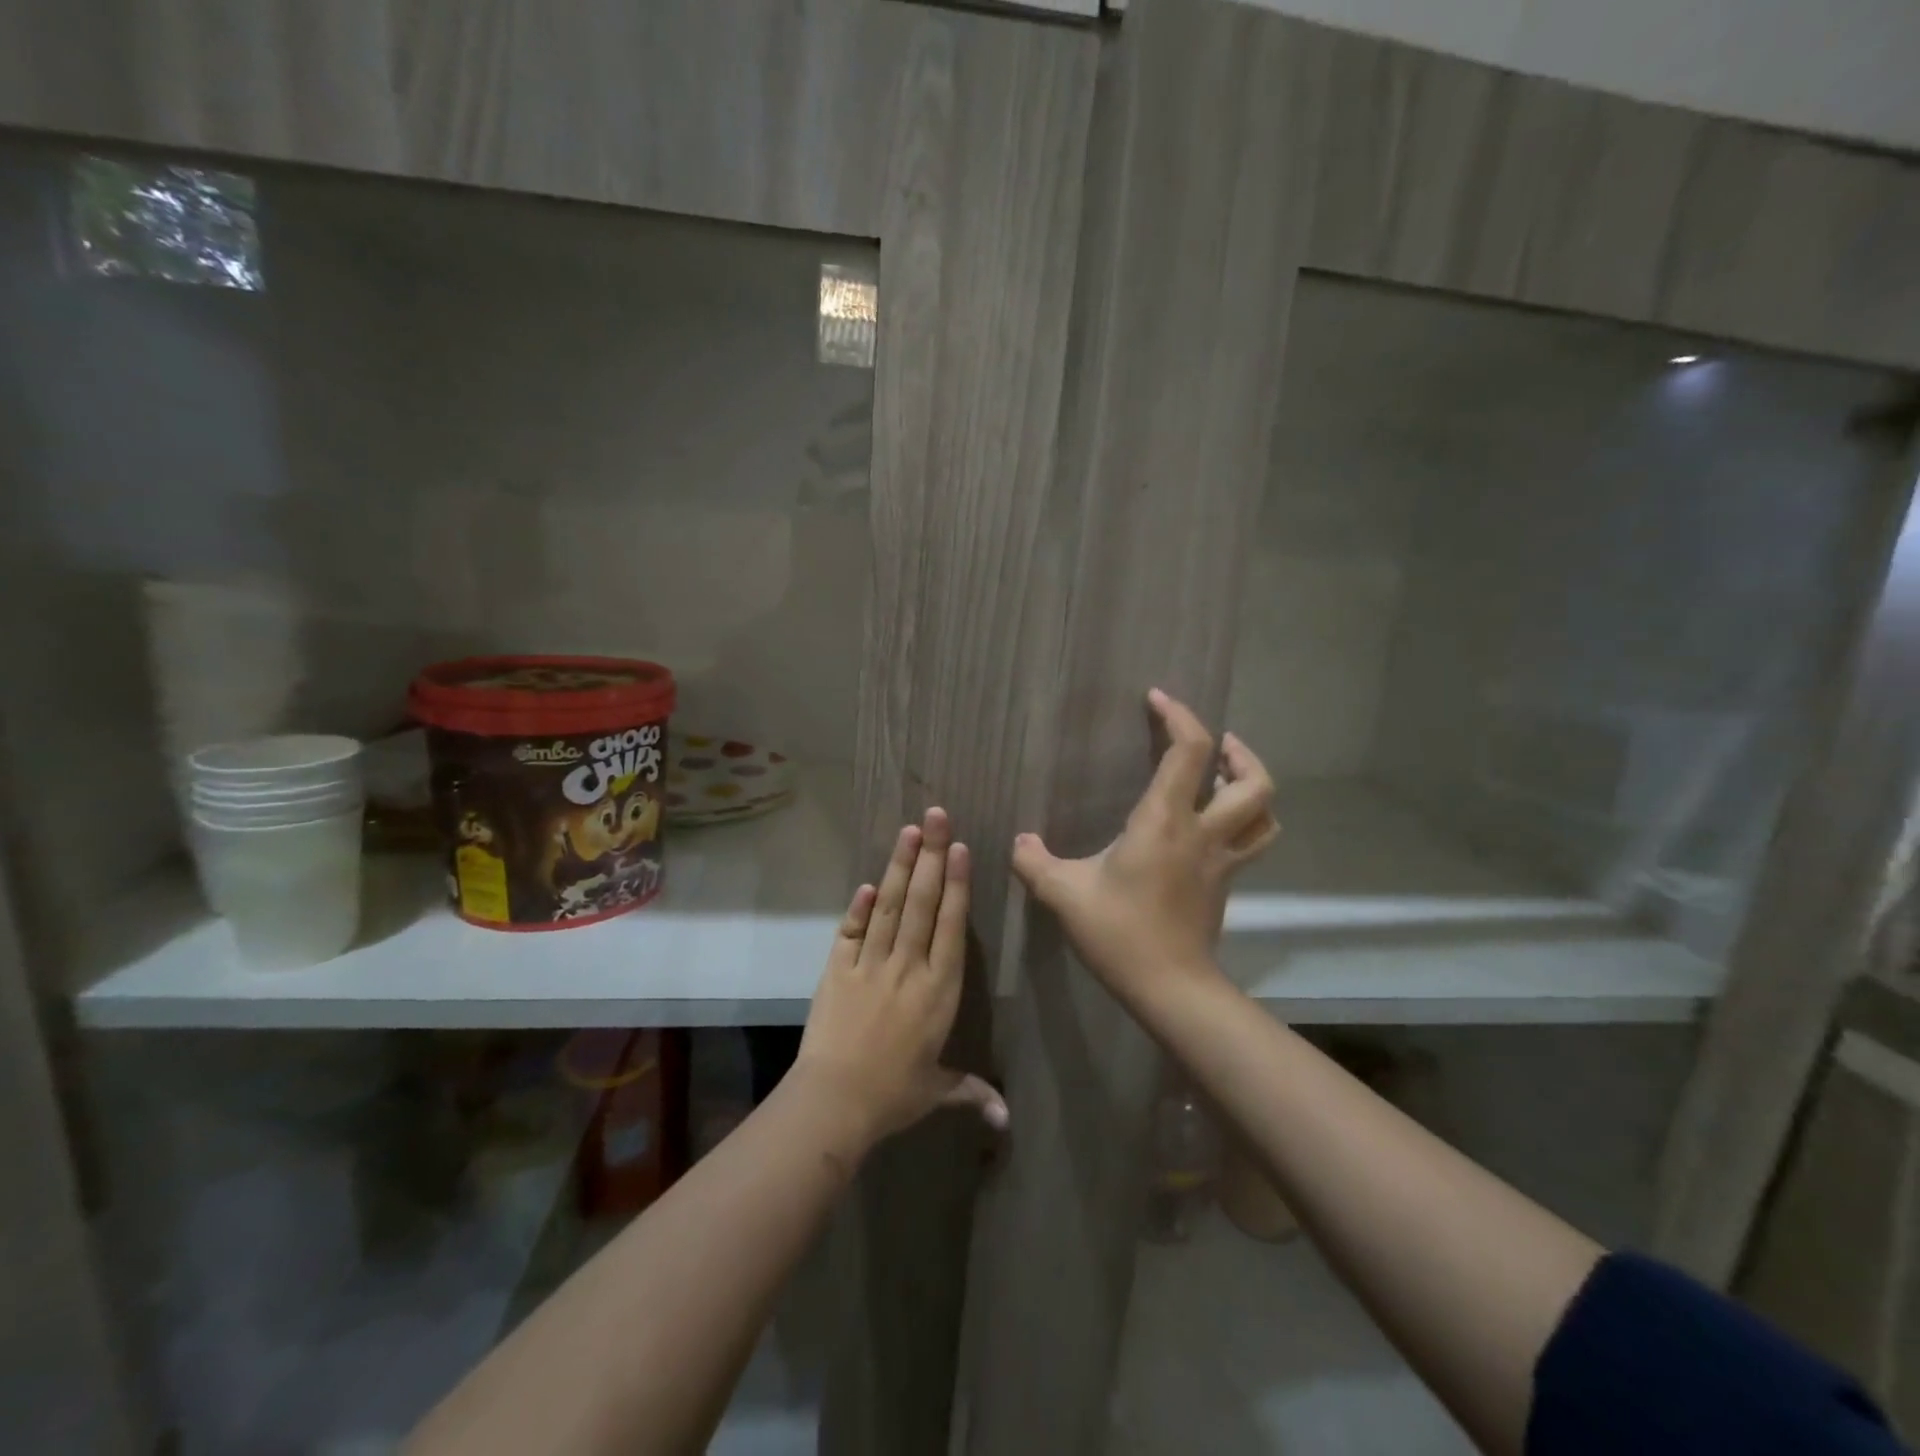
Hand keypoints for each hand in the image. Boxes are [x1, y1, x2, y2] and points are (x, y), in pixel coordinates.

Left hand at [795, 808, 1007, 1146]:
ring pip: (890, 907)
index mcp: (938, 990)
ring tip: (909, 832)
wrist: (834, 1102)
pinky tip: (868, 882)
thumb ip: (971, 1091)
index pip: (951, 926)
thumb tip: (1007, 1118)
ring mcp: (870, 964)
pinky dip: (859, 906)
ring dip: (900, 867)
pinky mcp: (837, 970)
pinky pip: (851, 931)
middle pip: (923, 903)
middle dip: (931, 857)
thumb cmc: (893, 1096)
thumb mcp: (936, 1091)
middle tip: (936, 817)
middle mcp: (908, 967)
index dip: (957, 885)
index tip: (960, 849)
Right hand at [1012, 689, 1277, 1005]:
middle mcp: (1203, 833)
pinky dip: (1247, 821)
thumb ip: (1034, 863)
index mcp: (1165, 822)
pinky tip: (1215, 825)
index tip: (1157, 699)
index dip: (1179, 716)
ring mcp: (1222, 860)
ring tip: (1225, 776)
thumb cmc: (1118, 933)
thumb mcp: (1063, 894)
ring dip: (1252, 785)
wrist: (1169, 987)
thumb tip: (1020, 844)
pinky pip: (1252, 841)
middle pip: (1254, 781)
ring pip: (1265, 813)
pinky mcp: (1225, 884)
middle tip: (1212, 743)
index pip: (1190, 752)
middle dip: (1237, 751)